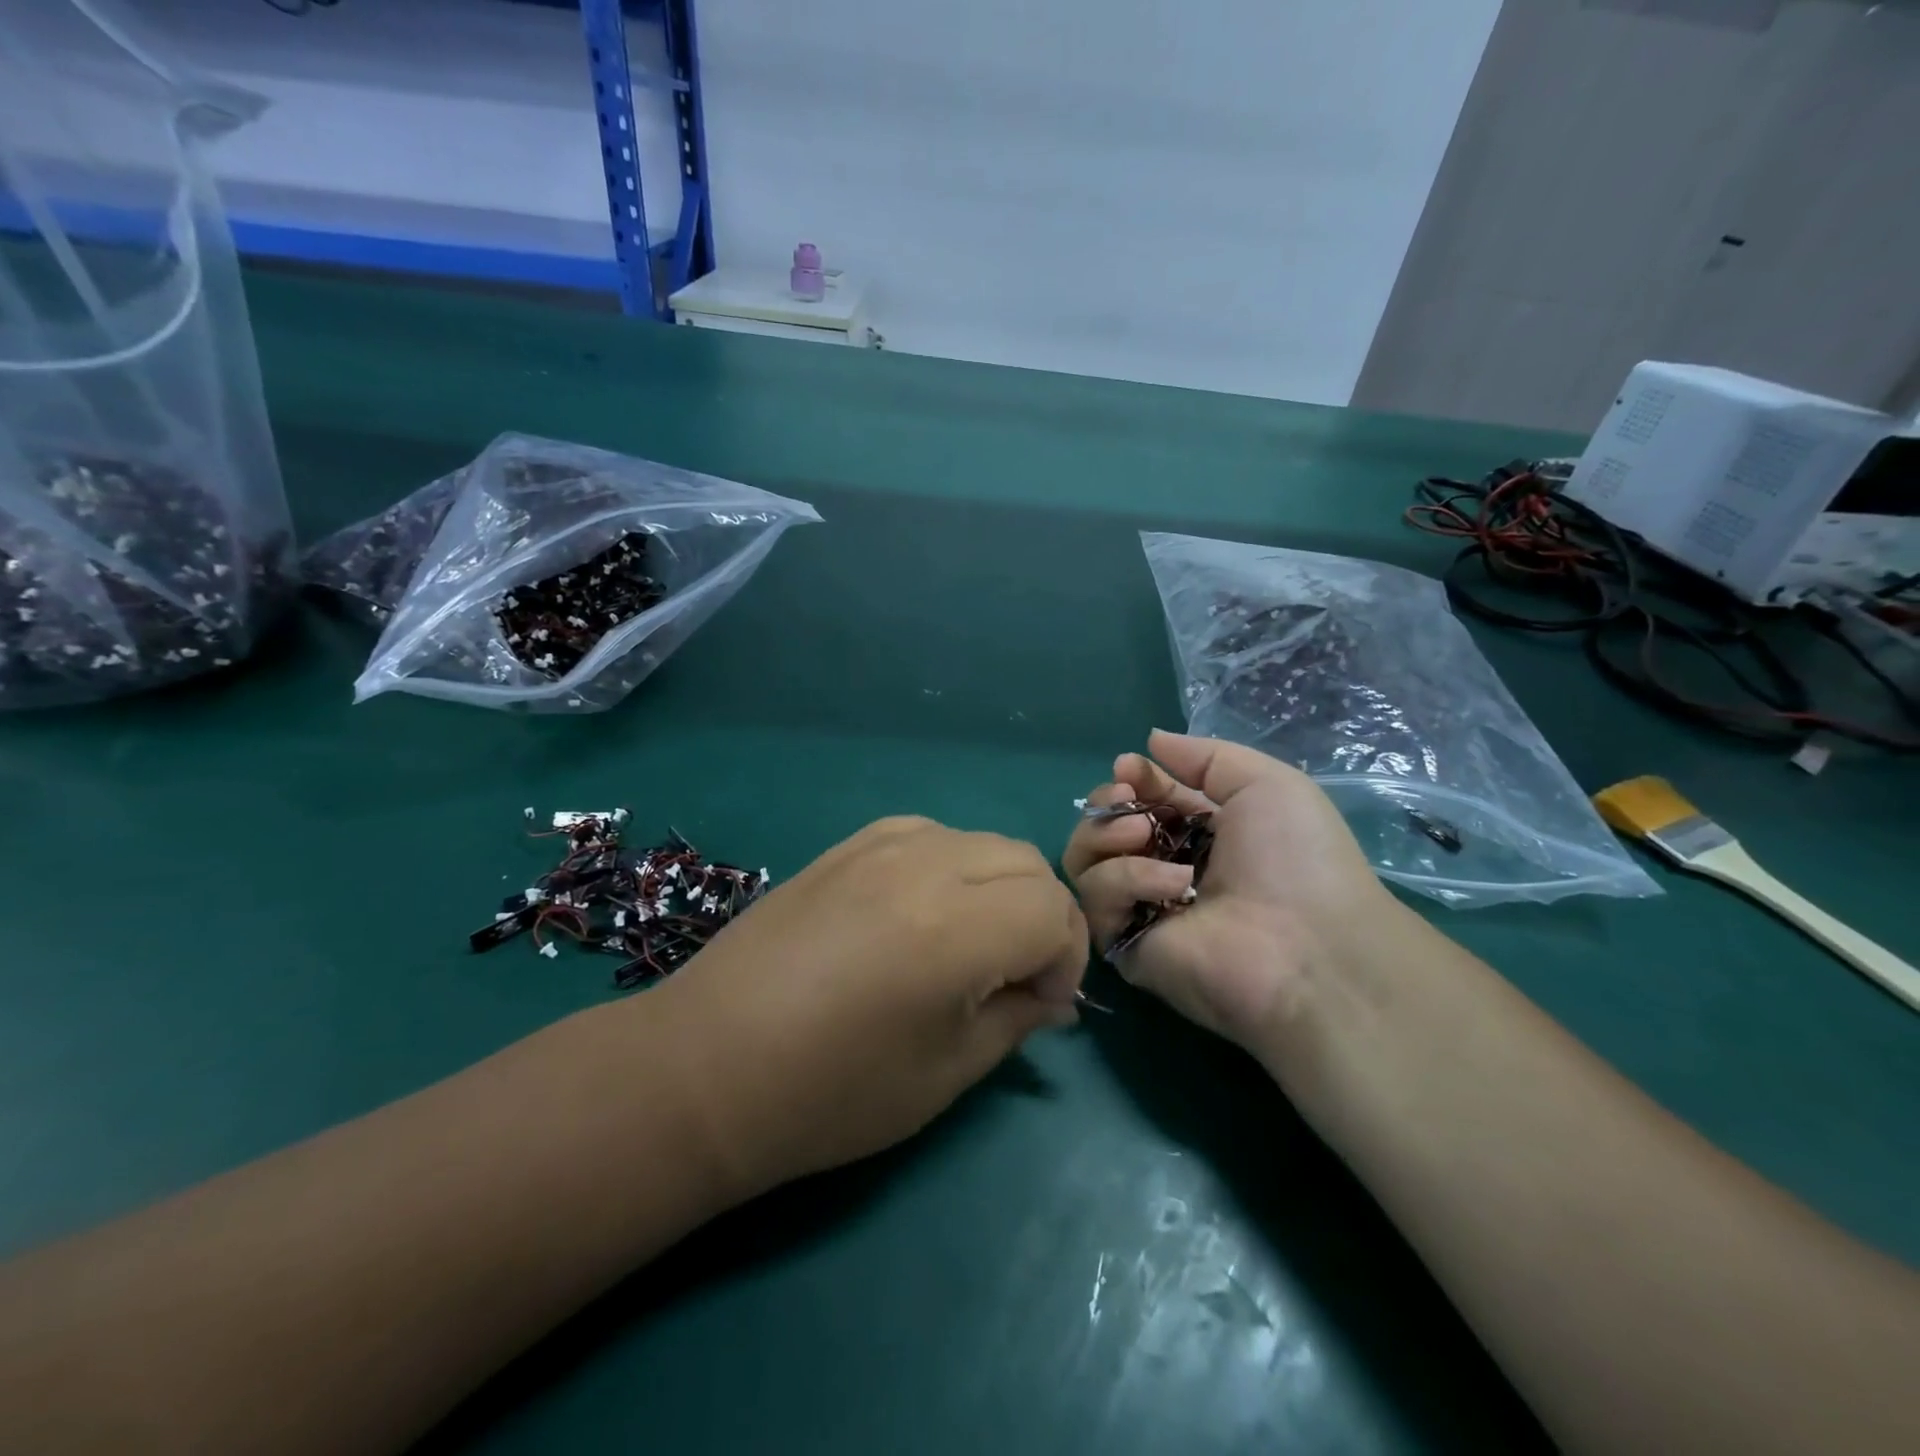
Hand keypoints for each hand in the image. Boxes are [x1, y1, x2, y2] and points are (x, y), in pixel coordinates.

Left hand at [655, 817, 1087, 1194]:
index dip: (1065, 958)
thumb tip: (1052, 994)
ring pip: (981, 841)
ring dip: (998, 887)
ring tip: (968, 943)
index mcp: (954, 927)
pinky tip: (921, 912)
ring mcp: (879, 846)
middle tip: (1014, 975)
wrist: (706, 1066)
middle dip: (1041, 917)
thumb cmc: (829, 1094)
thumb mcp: (945, 1073)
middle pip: (1026, 861)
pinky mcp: (847, 845)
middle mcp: (923, 866)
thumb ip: (1015, 1019)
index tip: (1040, 1004)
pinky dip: (951, 865)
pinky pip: (929, 834)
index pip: (1053, 909)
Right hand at [1063, 729, 1394, 1053]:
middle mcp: (1165, 867)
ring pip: (1085, 861)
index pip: (1142, 800)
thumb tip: (1149, 742)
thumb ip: (1204, 756)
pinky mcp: (1125, 945)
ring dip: (1107, 835)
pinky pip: (1095, 901)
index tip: (1129, 768)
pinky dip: (1125, 880)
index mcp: (1200, 833)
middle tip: (1128, 800)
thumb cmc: (1295, 857)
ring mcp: (1141, 908)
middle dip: (1107, 803)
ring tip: (1142, 835)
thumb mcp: (1265, 782)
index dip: (1131, 779)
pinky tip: (1170, 886)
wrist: (1307, 944)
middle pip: (1103, 827)